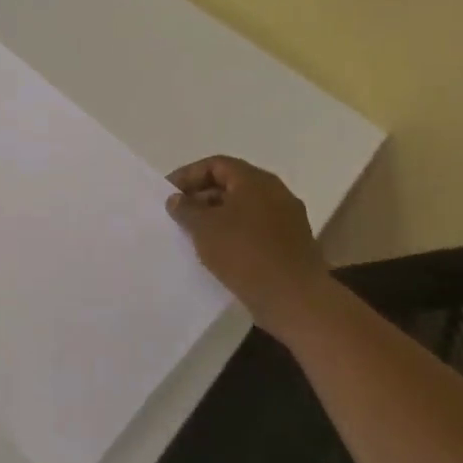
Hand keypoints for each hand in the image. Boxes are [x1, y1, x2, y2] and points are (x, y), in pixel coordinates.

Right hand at [166, 156, 333, 332]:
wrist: (293, 297)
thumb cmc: (244, 254)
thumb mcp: (204, 228)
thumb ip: (186, 209)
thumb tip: (176, 198)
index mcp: (255, 181)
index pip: (216, 164)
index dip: (188, 175)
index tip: (168, 194)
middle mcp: (275, 193)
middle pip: (231, 184)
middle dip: (201, 196)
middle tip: (178, 215)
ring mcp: (286, 219)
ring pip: (243, 208)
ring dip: (217, 217)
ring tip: (194, 235)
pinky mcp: (290, 243)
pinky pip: (255, 229)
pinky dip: (234, 234)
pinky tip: (218, 252)